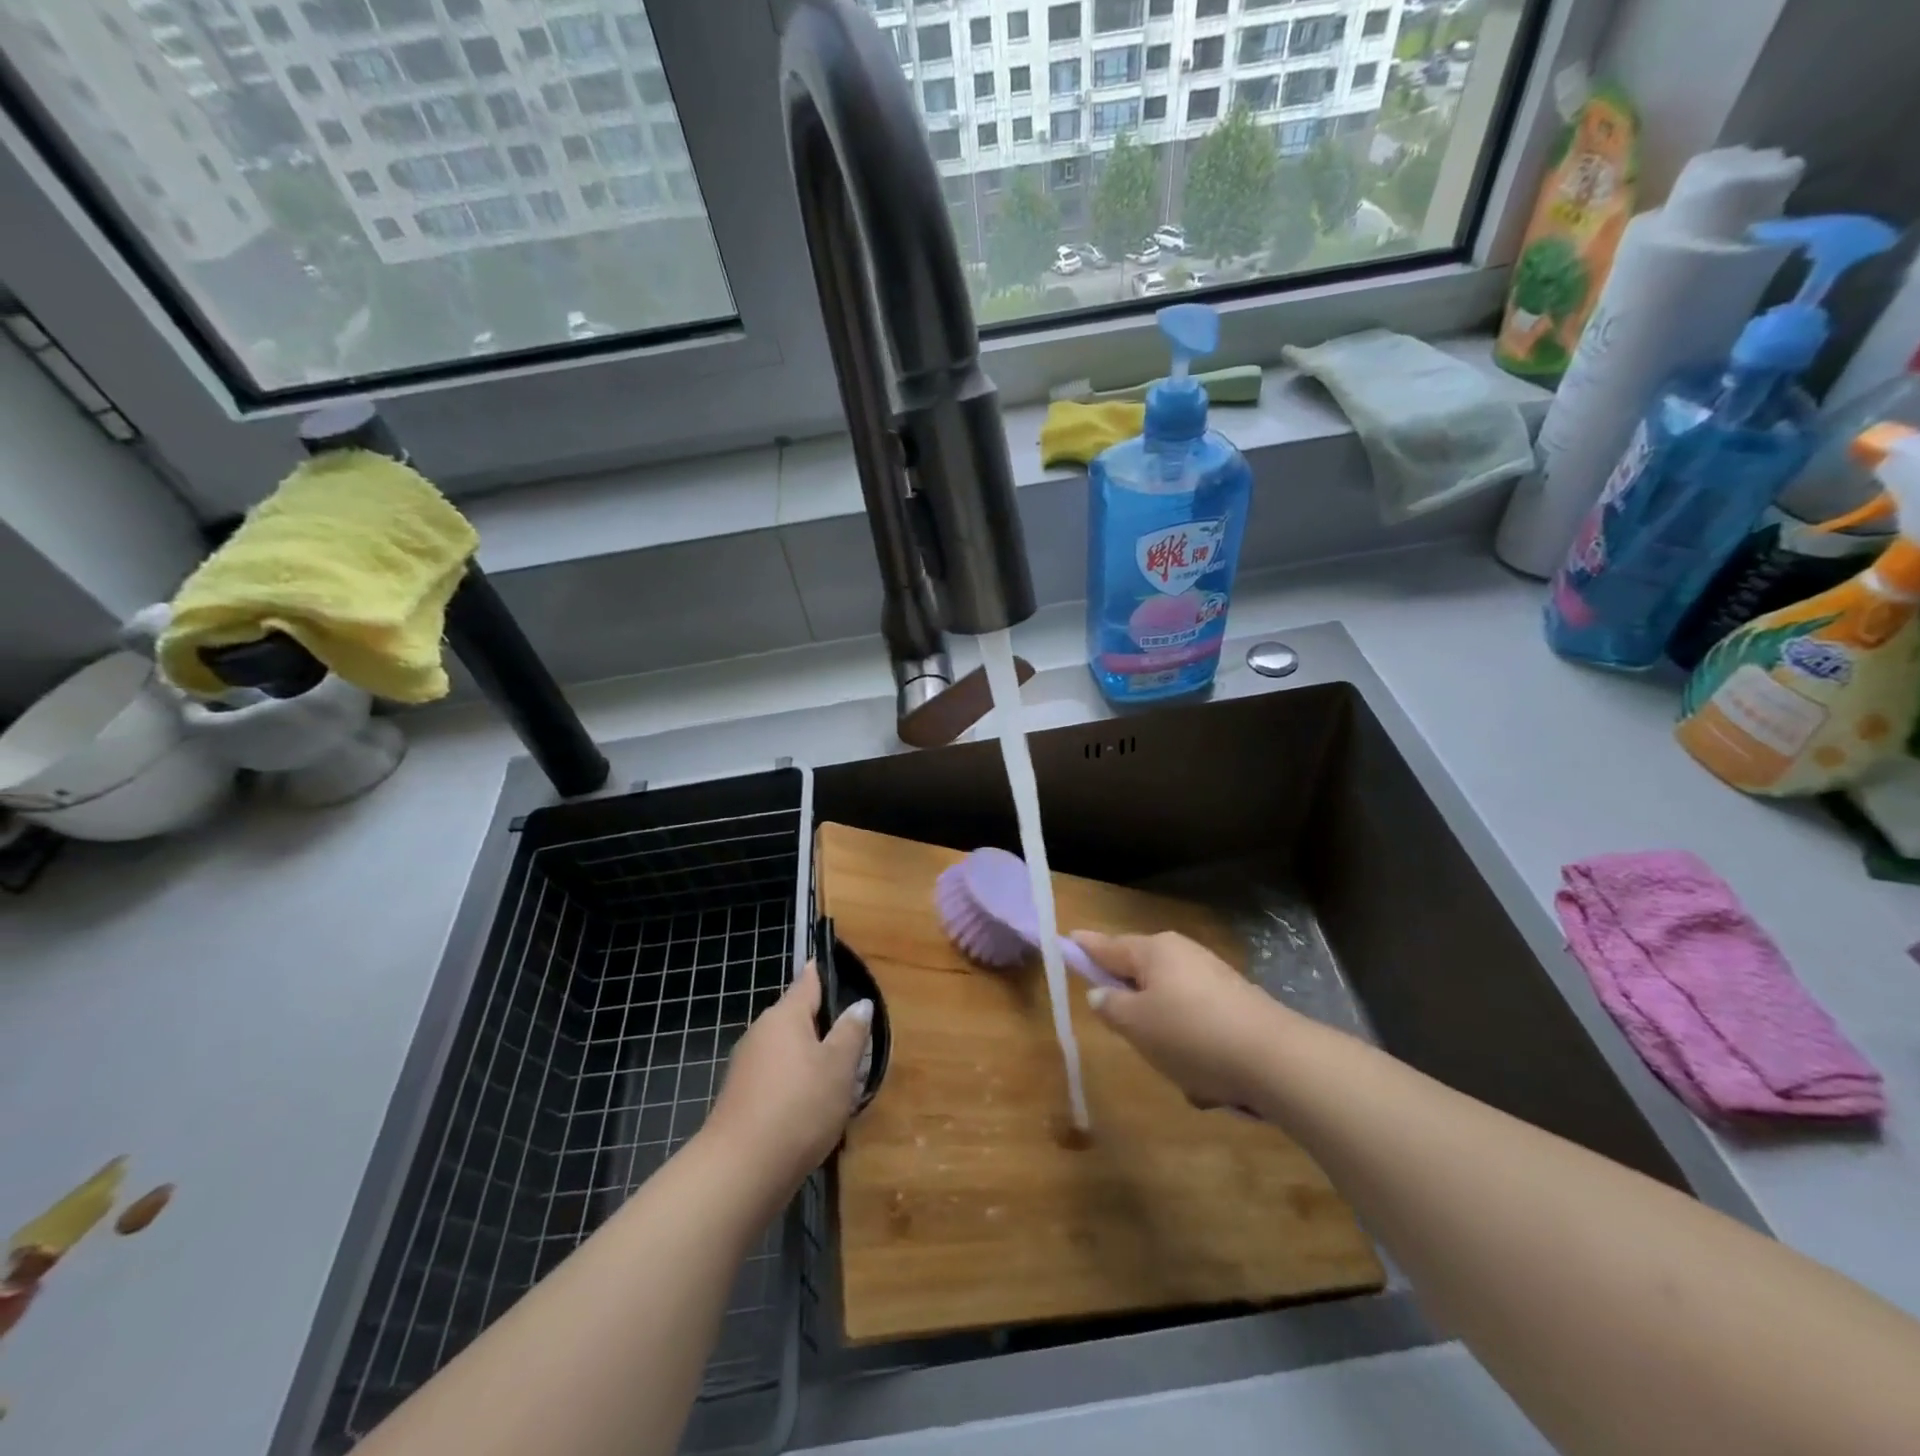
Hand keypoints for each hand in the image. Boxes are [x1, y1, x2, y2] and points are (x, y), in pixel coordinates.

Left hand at [704, 963, 871, 1197]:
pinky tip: (812, 1111)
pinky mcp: (741, 1100)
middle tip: (853, 1044)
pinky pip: (776, 1080)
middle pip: (796, 1019)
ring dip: (810, 1061)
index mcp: (784, 1016)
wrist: (741, 1171)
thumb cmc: (799, 1106)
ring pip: (787, 1052)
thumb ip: (851, 1032)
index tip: (831, 967)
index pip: (806, 983)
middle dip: (822, 1028)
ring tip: (839, 1082)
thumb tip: (860, 1004)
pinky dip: (795, 1086)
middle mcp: (761, 1033)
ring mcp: (746, 1068)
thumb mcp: (839, 1067)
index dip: (821, 974)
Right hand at [1073, 930, 1290, 1112]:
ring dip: (1167, 1038)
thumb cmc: (1191, 1035)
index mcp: (1154, 951)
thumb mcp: (1136, 1024)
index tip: (1068, 939)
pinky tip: (1207, 1081)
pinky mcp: (1238, 1005)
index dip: (1086, 947)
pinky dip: (1195, 1050)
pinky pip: (1199, 1026)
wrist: (1275, 1060)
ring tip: (1177, 1070)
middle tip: (1127, 1034)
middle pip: (1141, 974)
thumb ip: (1111, 1006)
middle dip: (1133, 1006)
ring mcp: (1214, 978)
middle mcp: (1183, 955)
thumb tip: (1102, 992)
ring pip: (1171, 1007)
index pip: (1108, 946)